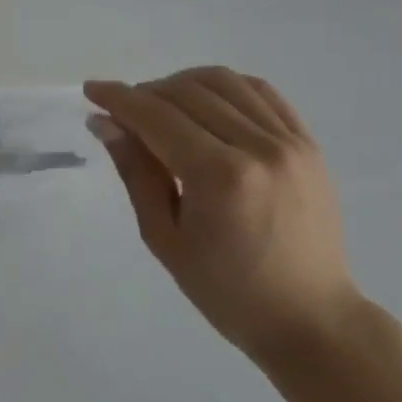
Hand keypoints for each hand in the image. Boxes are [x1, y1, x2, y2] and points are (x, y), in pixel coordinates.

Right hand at [84, 68, 362, 366]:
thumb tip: (104, 123)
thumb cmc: (225, 290)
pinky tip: (206, 103)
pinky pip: (262, 93)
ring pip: (225, 82)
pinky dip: (226, 87)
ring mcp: (290, 142)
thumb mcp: (163, 237)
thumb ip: (135, 171)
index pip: (157, 116)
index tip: (92, 90)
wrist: (309, 319)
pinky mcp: (308, 145)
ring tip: (162, 107)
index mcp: (220, 176)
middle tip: (123, 114)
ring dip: (183, 84)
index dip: (119, 99)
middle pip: (188, 92)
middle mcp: (258, 147)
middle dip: (146, 93)